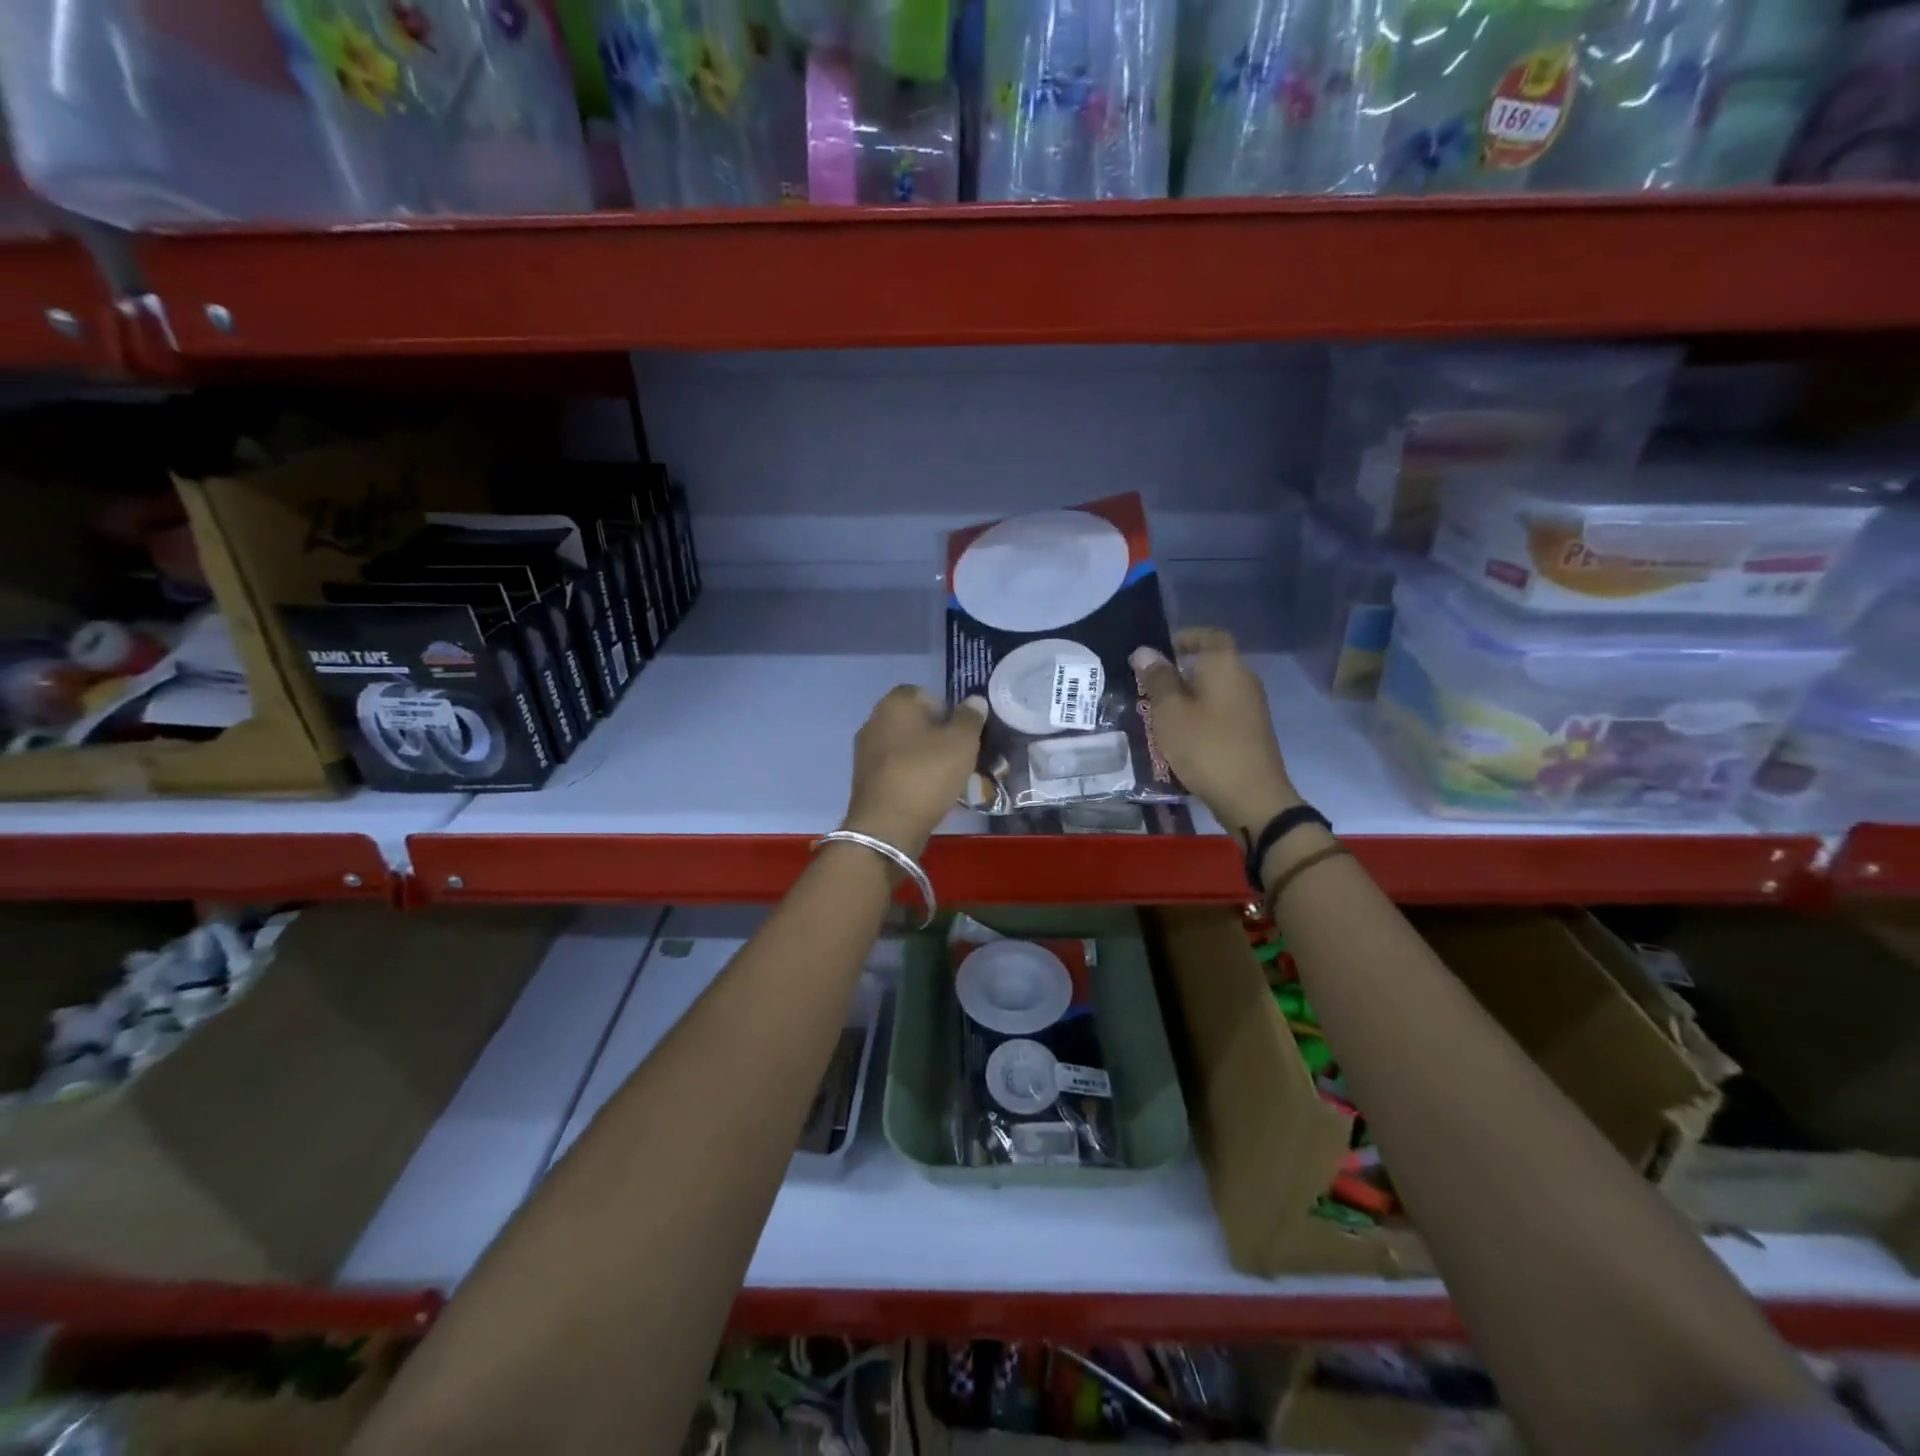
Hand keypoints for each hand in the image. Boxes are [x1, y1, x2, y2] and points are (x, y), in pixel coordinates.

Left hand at [842, 687, 987, 856]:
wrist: (887, 826)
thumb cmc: (927, 774)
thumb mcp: (962, 742)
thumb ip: (970, 718)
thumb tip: (974, 700)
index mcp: (895, 704)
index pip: (924, 693)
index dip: (947, 708)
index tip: (963, 731)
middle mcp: (874, 721)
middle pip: (914, 721)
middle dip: (937, 734)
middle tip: (960, 755)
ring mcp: (865, 752)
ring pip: (904, 747)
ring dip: (925, 757)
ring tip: (949, 778)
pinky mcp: (865, 780)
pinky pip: (896, 769)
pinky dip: (912, 776)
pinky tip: (929, 793)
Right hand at [1131, 629, 1299, 834]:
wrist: (1251, 797)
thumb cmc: (1206, 746)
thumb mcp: (1170, 712)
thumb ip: (1157, 679)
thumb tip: (1145, 651)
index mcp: (1225, 666)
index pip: (1209, 636)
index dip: (1184, 638)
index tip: (1157, 651)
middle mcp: (1243, 680)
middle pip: (1209, 665)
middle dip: (1177, 673)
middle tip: (1145, 688)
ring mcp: (1250, 708)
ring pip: (1212, 692)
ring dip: (1186, 699)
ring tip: (1155, 715)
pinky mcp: (1249, 733)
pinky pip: (1218, 714)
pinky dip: (1198, 718)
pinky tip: (1177, 738)